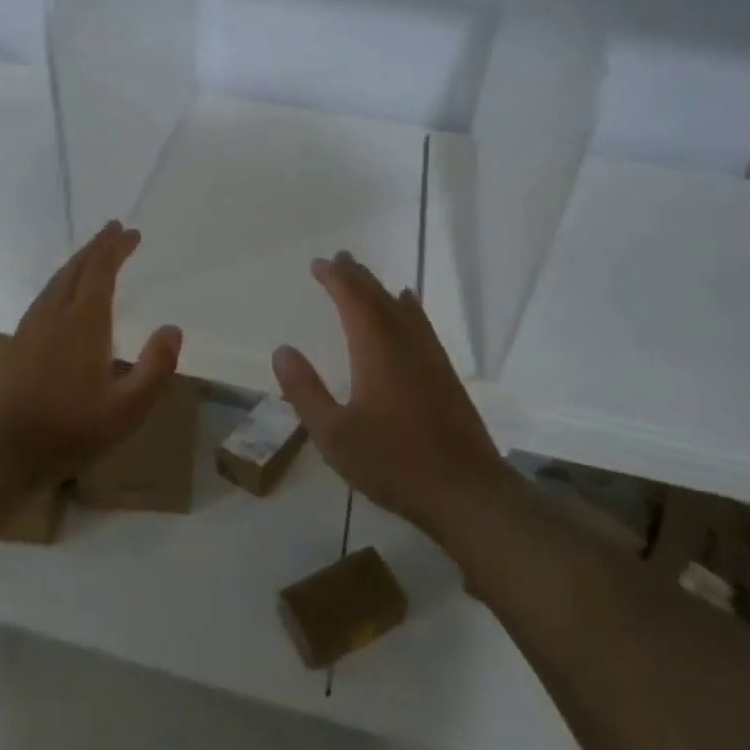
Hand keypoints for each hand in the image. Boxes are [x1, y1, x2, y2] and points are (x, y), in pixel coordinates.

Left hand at [0, 221, 182, 490]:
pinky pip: (45, 295)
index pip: (100, 271)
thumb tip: (173, 329)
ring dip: (78, 261)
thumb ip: (155, 368)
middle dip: (97, 246)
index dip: (116, 248)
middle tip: (115, 230)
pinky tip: (64, 293)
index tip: (131, 232)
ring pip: (57, 279)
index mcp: (83, 322)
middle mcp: (55, 313)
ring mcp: (32, 326)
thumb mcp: (126, 409)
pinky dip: (63, 280)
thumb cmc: (68, 429)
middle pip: (76, 268)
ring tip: (94, 254)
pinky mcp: (18, 341)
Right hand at [272, 251, 503, 539]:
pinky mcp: (445, 373)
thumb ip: (306, 391)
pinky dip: (407, 307)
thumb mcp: (334, 435)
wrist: (466, 491)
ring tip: (365, 277)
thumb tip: (282, 350)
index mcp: (376, 349)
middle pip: (378, 296)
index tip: (318, 264)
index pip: (352, 298)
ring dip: (380, 288)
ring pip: (402, 307)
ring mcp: (430, 356)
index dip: (334, 278)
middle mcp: (404, 342)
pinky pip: (421, 323)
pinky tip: (408, 308)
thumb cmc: (393, 462)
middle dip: (356, 275)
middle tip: (338, 258)